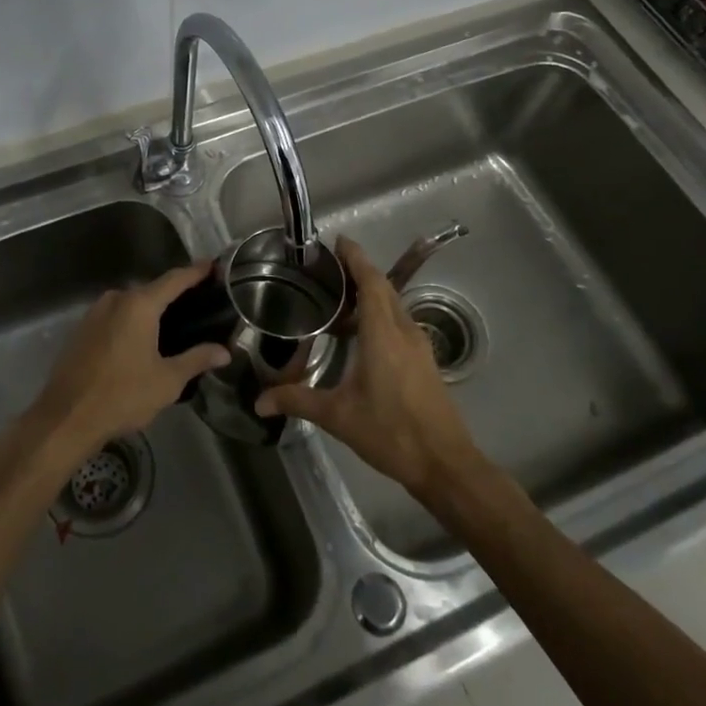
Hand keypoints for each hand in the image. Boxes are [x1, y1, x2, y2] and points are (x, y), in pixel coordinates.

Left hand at [30, 260, 228, 458]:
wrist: (66, 418)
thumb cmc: (122, 395)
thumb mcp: (167, 380)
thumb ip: (197, 359)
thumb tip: (224, 351)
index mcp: (139, 305)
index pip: (174, 279)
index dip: (196, 272)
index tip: (213, 266)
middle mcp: (116, 299)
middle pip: (152, 290)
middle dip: (174, 294)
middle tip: (198, 303)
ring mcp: (95, 312)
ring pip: (131, 304)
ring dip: (151, 310)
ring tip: (174, 323)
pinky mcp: (82, 329)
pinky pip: (115, 316)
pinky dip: (131, 321)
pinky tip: (142, 340)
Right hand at [255, 237, 481, 498]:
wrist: (445, 464)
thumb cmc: (391, 433)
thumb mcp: (339, 417)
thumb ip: (298, 401)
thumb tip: (259, 402)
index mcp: (383, 334)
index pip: (371, 282)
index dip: (356, 258)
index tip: (339, 241)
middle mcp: (404, 331)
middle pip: (384, 288)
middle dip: (360, 271)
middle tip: (330, 267)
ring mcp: (419, 345)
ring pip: (394, 305)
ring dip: (371, 293)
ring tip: (340, 296)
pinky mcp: (425, 361)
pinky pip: (400, 322)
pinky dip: (380, 313)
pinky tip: (361, 333)